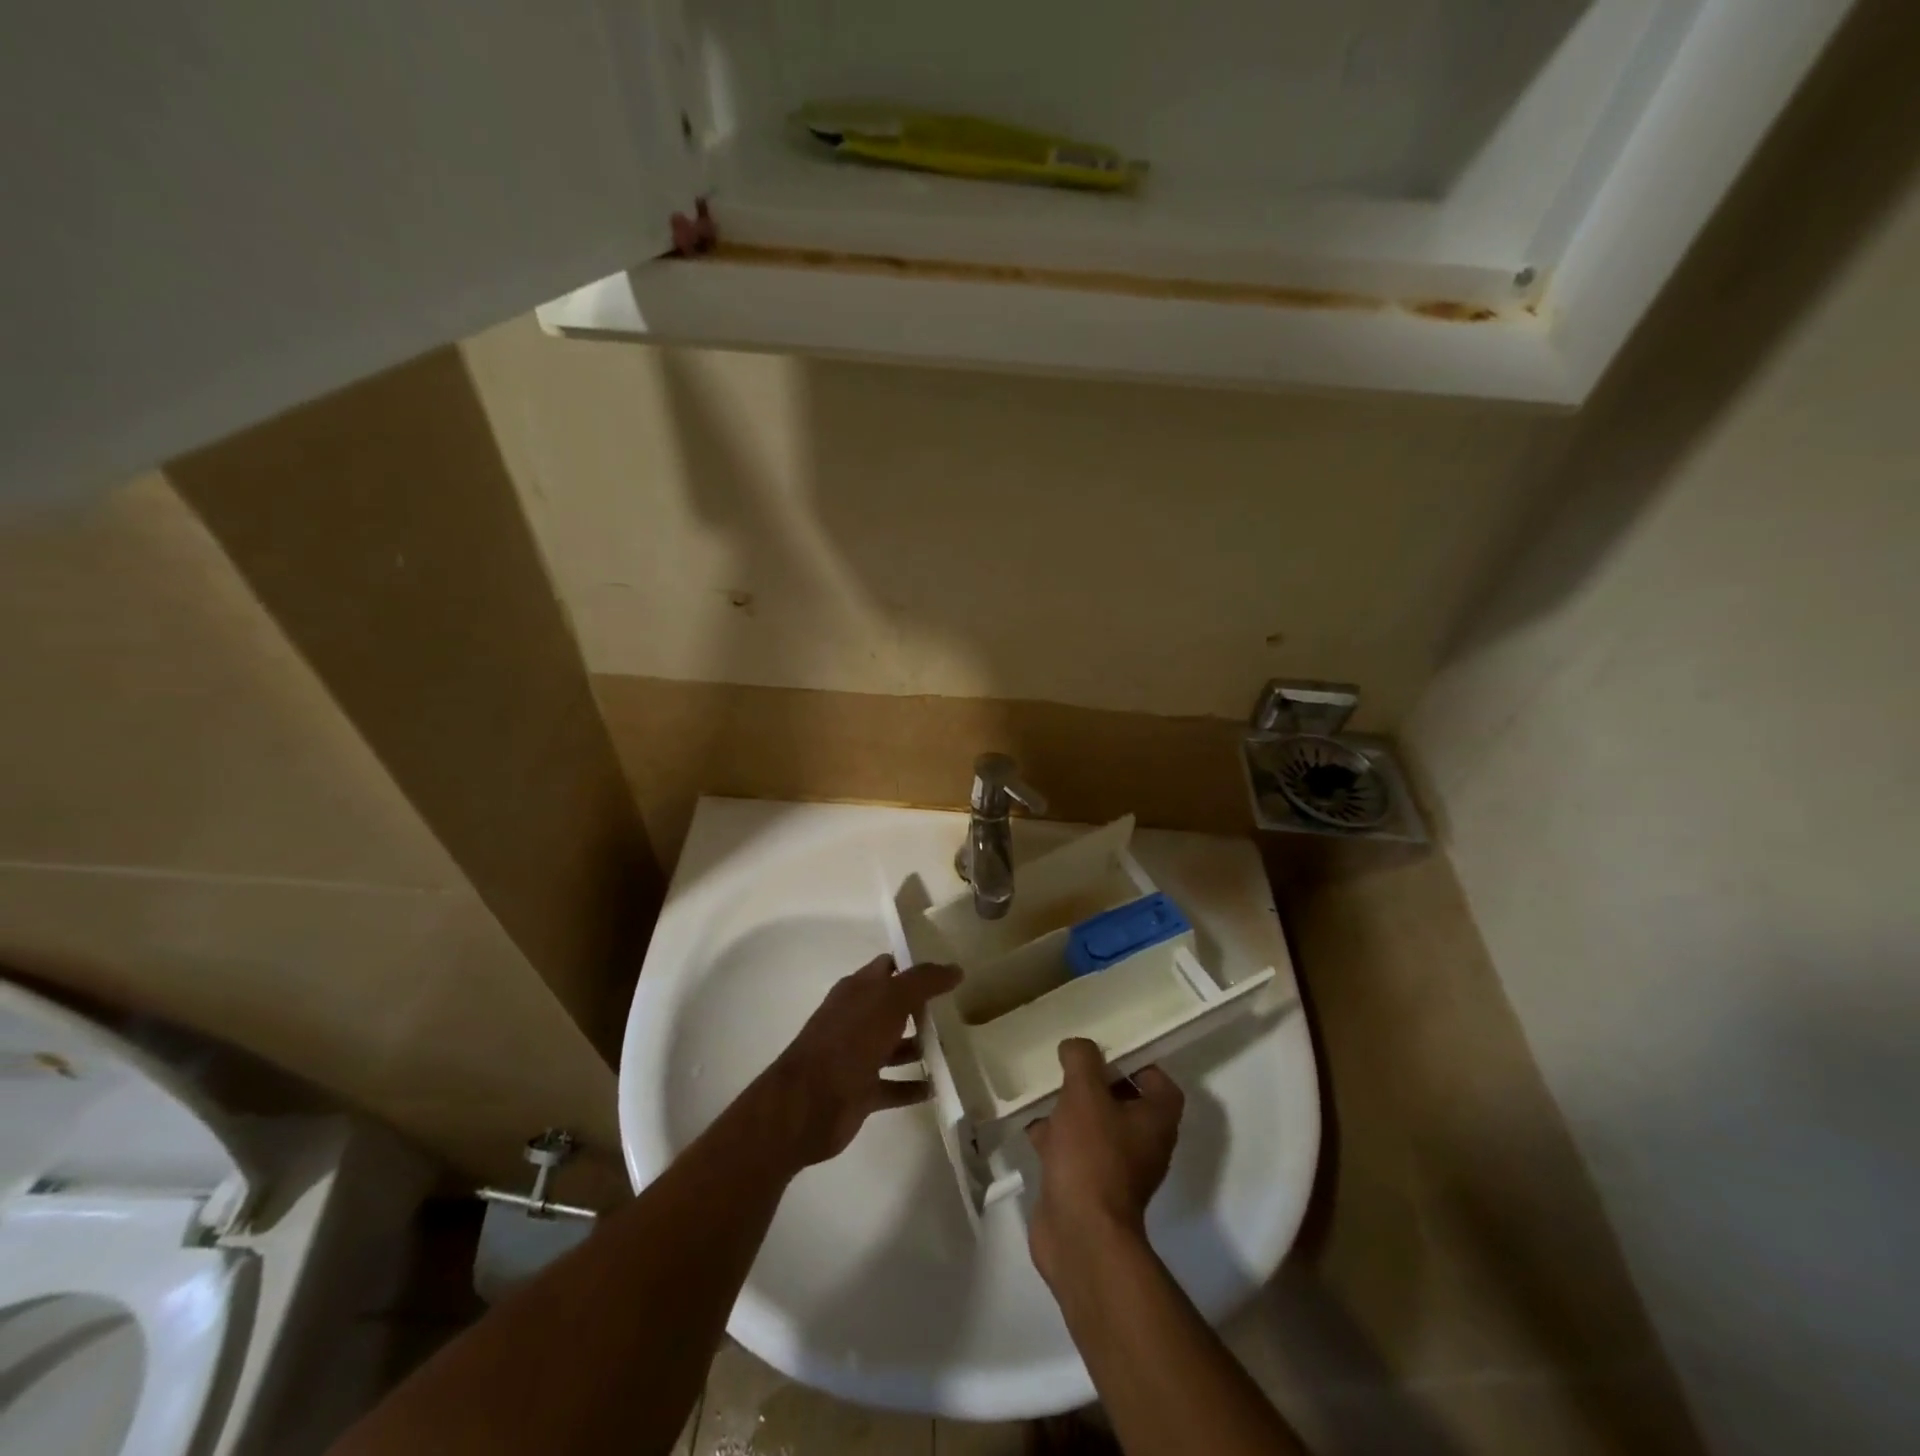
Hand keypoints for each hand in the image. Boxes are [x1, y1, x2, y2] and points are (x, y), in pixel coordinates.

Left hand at [760, 954, 961, 1167]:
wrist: (809, 1103)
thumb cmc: (850, 1040)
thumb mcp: (891, 1000)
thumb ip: (923, 981)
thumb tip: (955, 969)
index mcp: (858, 990)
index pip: (889, 967)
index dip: (915, 965)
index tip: (947, 969)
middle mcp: (857, 1018)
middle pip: (894, 1006)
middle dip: (923, 1007)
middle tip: (960, 1008)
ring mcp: (858, 1055)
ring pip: (895, 1046)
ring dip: (921, 1047)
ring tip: (957, 1048)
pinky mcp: (862, 1091)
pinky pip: (895, 1085)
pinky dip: (914, 1086)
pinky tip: (940, 1087)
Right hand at [1026, 1038, 1183, 1281]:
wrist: (1080, 1235)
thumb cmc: (1092, 1156)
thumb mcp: (1085, 1093)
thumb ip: (1082, 1060)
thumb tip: (1076, 1046)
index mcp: (1156, 1120)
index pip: (1158, 1081)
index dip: (1135, 1062)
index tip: (1104, 1050)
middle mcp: (1144, 1144)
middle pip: (1124, 1102)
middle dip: (1095, 1083)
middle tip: (1068, 1065)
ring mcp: (1117, 1169)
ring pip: (1096, 1126)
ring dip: (1073, 1109)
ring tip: (1045, 1090)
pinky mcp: (1089, 1187)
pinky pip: (1075, 1151)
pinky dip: (1056, 1137)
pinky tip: (1031, 1126)